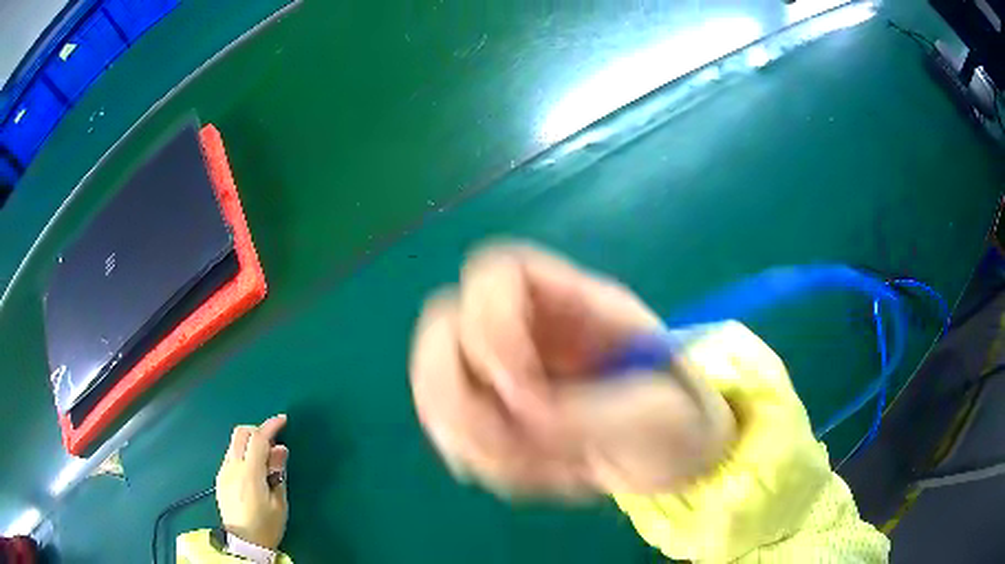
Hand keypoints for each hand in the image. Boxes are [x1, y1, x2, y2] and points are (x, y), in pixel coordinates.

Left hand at [216, 415, 288, 549]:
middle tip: (273, 440)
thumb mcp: (279, 502)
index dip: (270, 426)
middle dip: (257, 429)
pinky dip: (243, 453)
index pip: (257, 438)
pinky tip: (253, 470)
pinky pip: (231, 456)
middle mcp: (232, 467)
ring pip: (234, 443)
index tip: (283, 420)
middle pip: (240, 433)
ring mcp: (223, 471)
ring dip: (249, 442)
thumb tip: (280, 449)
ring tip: (265, 458)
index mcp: (249, 474)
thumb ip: (277, 472)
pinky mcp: (220, 478)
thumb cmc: (266, 526)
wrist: (244, 543)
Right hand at [410, 243, 735, 495]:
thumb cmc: (678, 420)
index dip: (489, 323)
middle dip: (459, 389)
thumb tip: (516, 412)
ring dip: (471, 437)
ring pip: (435, 383)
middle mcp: (528, 331)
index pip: (496, 273)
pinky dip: (478, 459)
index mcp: (575, 307)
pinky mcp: (495, 412)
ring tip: (540, 466)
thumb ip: (586, 413)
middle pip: (442, 325)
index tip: (521, 390)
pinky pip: (449, 429)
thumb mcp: (652, 415)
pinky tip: (531, 474)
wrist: (670, 455)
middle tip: (511, 440)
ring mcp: (504, 372)